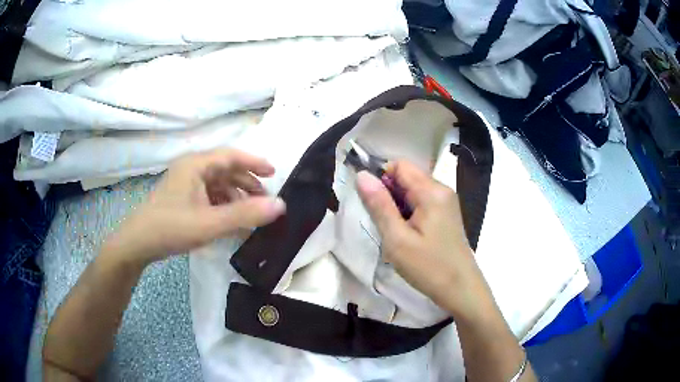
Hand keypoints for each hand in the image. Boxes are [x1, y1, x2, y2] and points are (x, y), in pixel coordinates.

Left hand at [104, 149, 285, 264]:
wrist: (138, 243)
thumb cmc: (171, 228)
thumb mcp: (210, 223)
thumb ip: (245, 214)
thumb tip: (281, 205)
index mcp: (196, 165)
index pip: (231, 156)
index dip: (254, 163)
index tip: (274, 173)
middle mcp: (190, 169)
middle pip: (225, 169)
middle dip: (246, 182)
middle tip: (264, 198)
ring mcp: (184, 183)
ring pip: (216, 183)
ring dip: (235, 195)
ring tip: (249, 212)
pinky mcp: (181, 198)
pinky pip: (208, 195)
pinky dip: (222, 205)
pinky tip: (229, 220)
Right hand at [356, 161, 488, 317]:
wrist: (461, 290)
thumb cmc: (429, 267)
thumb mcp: (397, 239)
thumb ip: (379, 205)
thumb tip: (362, 175)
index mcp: (431, 191)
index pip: (400, 165)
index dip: (381, 178)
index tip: (371, 203)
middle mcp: (442, 189)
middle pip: (407, 177)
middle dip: (389, 194)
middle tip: (383, 224)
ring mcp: (446, 202)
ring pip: (413, 191)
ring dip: (397, 206)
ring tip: (394, 233)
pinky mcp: (446, 214)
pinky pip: (422, 203)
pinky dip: (408, 213)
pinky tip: (407, 235)